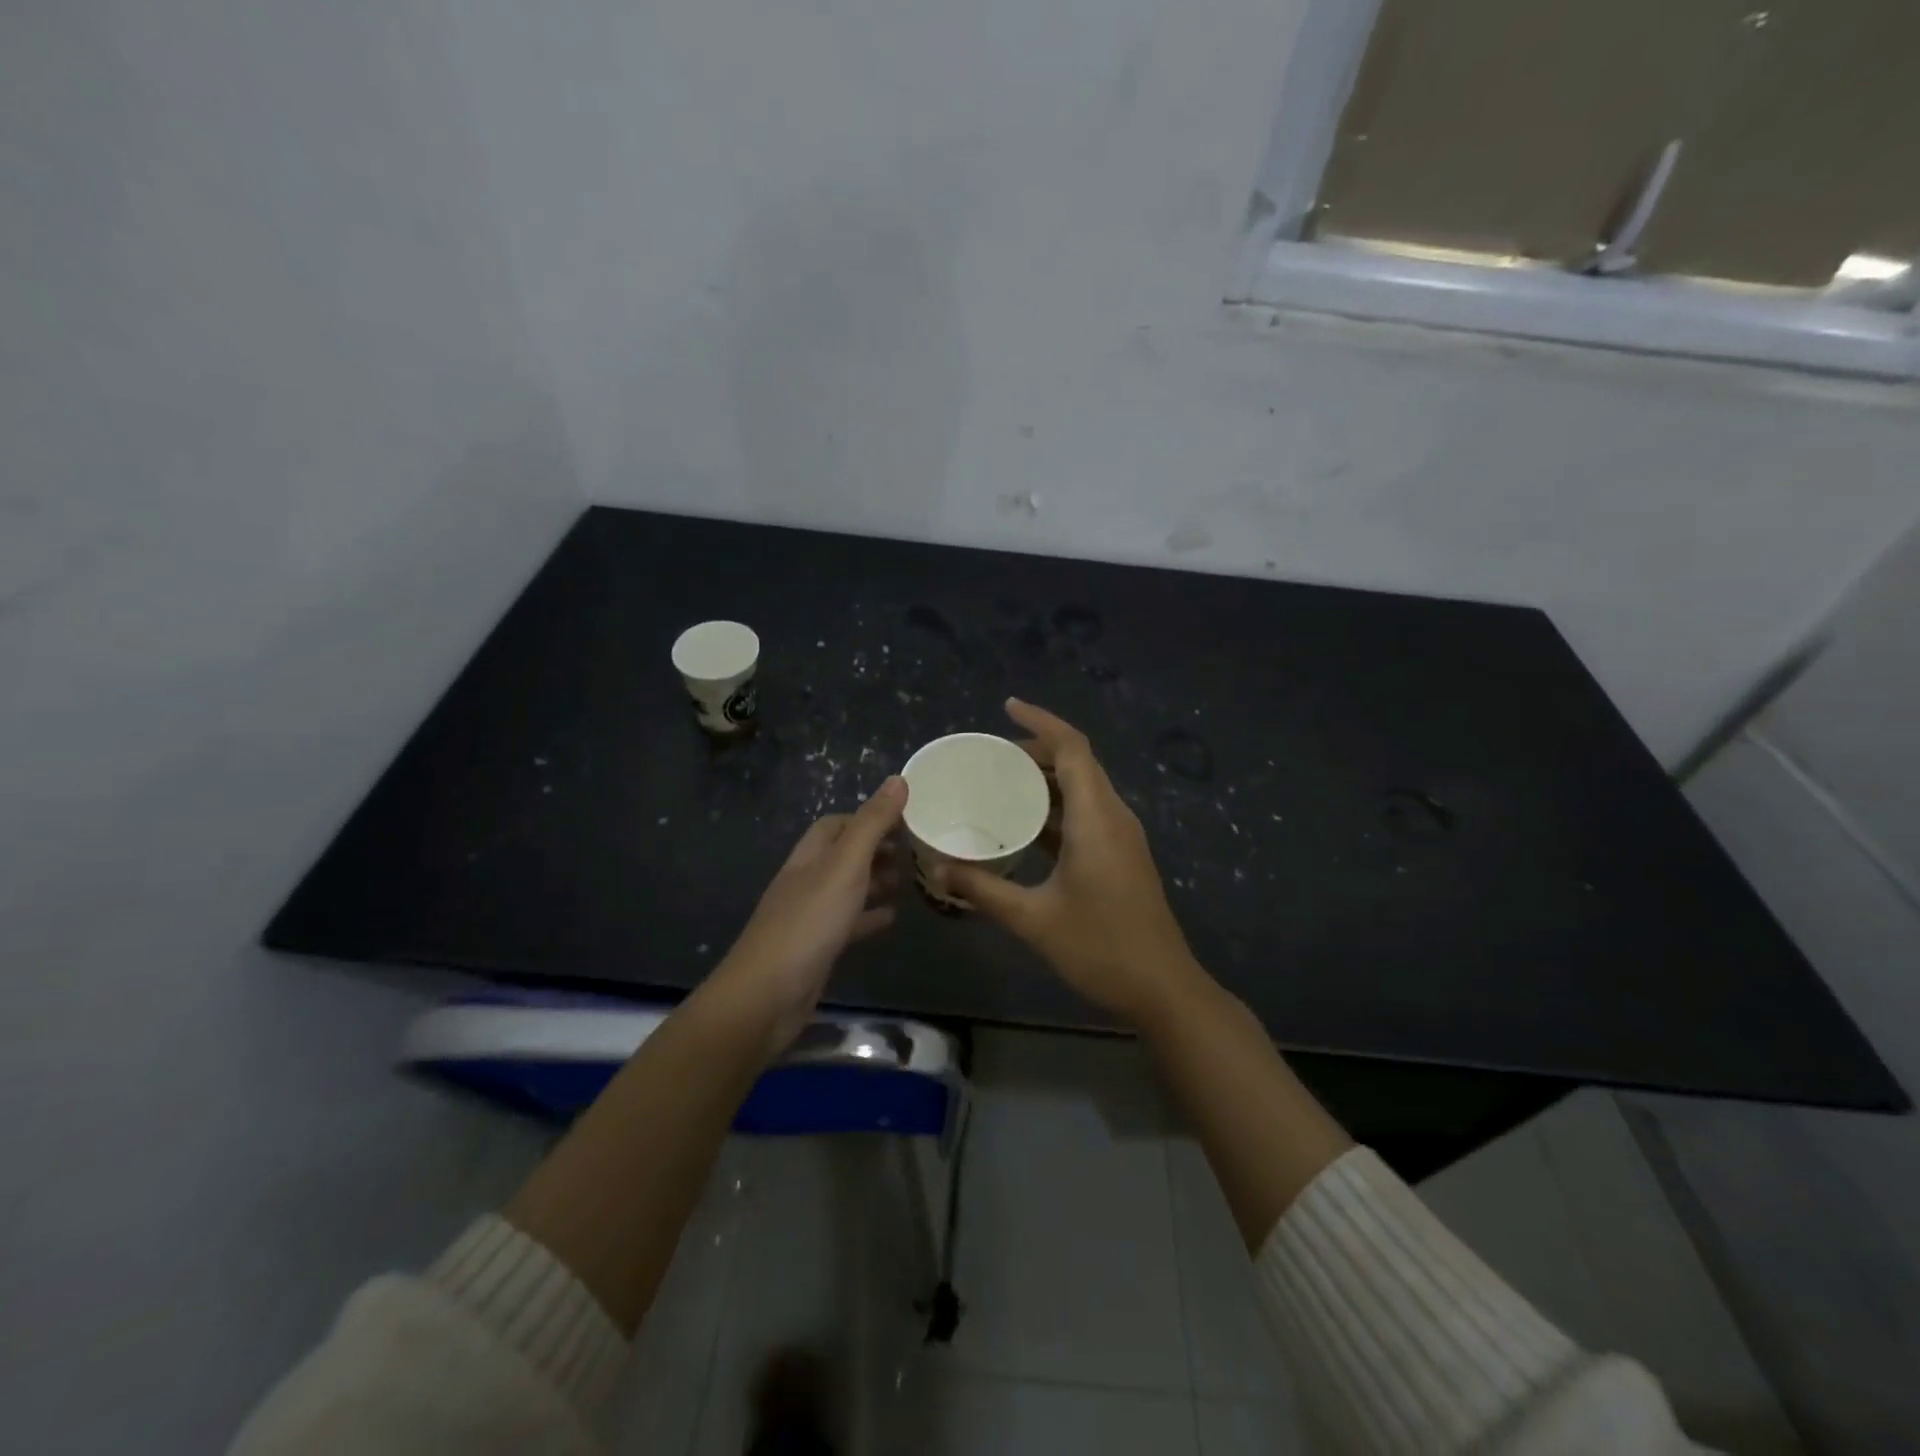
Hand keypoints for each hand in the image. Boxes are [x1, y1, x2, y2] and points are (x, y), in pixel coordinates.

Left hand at [710, 776, 906, 1052]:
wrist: (767, 997)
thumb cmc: (809, 923)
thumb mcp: (845, 866)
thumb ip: (872, 824)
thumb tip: (898, 779)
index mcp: (810, 856)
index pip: (837, 824)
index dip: (867, 817)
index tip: (905, 819)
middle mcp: (807, 881)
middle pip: (843, 855)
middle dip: (876, 849)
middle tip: (914, 850)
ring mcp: (810, 916)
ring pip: (847, 889)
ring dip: (874, 881)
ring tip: (909, 880)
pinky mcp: (817, 948)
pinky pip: (848, 923)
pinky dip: (869, 916)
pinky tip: (891, 919)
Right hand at [939, 700, 1206, 1026]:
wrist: (1164, 990)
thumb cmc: (1101, 949)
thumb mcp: (1034, 920)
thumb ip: (984, 890)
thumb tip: (938, 869)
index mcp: (1097, 818)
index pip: (1072, 748)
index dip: (1041, 722)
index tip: (1007, 708)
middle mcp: (1114, 817)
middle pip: (1079, 763)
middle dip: (1037, 750)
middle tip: (992, 758)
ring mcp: (1123, 837)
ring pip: (1085, 788)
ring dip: (1048, 779)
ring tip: (1002, 784)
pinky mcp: (1123, 856)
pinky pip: (1089, 813)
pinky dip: (1058, 807)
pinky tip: (1027, 826)